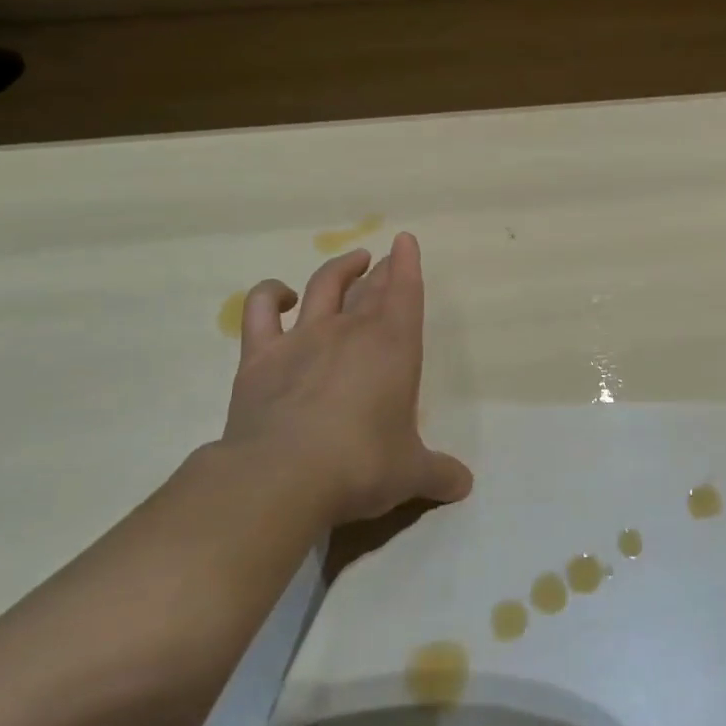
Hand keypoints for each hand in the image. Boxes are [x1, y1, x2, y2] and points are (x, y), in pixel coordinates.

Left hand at [220, 232, 472, 527]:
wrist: (284, 476)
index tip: (405, 241)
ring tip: (352, 261)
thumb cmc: (362, 465)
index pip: (405, 291)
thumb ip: (438, 474)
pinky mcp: (260, 356)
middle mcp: (350, 331)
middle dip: (382, 269)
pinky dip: (270, 295)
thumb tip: (464, 484)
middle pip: (370, 287)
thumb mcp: (410, 474)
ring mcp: (303, 338)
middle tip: (386, 259)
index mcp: (394, 347)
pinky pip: (261, 310)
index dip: (408, 263)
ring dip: (339, 268)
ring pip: (324, 286)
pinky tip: (282, 296)